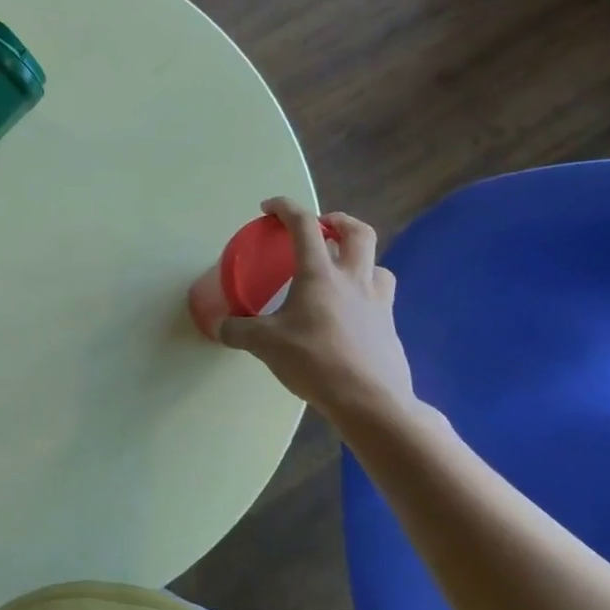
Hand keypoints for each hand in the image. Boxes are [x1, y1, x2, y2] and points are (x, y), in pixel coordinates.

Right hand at [219, 199, 418, 425]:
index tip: (268, 208)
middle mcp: (353, 279)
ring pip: (377, 264)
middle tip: (320, 227)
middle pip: (357, 232)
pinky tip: (348, 313)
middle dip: (337, 221)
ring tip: (339, 271)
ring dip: (358, 258)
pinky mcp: (389, 327)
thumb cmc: (315, 362)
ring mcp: (378, 303)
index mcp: (319, 274)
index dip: (285, 208)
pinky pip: (380, 296)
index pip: (304, 225)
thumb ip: (238, 330)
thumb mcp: (264, 345)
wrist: (372, 401)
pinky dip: (365, 292)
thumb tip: (220, 325)